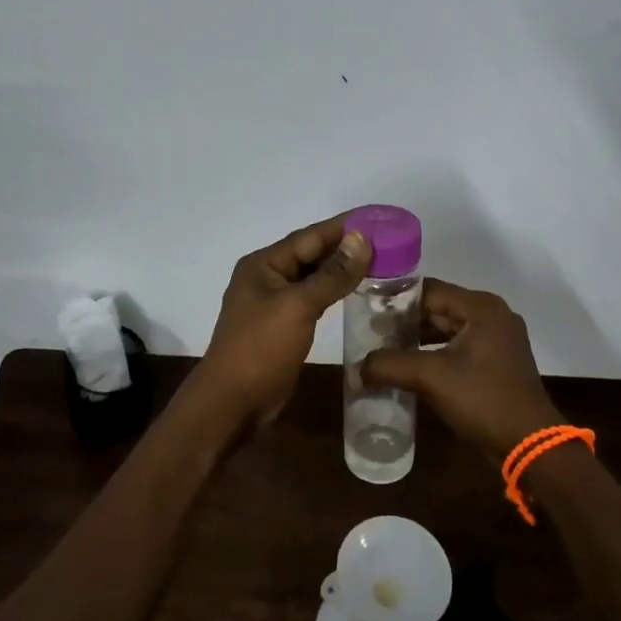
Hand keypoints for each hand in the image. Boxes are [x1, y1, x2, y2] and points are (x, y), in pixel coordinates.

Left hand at [197, 215, 372, 425]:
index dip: (345, 226)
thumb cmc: (261, 348)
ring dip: (342, 268)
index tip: (378, 217)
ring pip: (313, 276)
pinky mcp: (282, 324)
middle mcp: (267, 276)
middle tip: (388, 239)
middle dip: (346, 246)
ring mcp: (274, 302)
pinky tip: (356, 290)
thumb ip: (332, 274)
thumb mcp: (298, 306)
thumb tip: (362, 239)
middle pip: (311, 253)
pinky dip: (334, 290)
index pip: (310, 236)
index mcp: (264, 264)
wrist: (233, 402)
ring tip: (380, 260)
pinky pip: (313, 297)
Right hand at [360, 279, 558, 459]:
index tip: (366, 311)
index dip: (395, 300)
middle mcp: (492, 315)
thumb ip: (389, 365)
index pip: (428, 290)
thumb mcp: (431, 378)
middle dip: (404, 322)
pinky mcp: (497, 362)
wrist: (529, 445)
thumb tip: (356, 369)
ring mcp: (497, 339)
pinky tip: (409, 368)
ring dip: (417, 339)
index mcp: (481, 307)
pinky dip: (434, 353)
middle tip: (370, 333)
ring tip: (384, 350)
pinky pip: (457, 347)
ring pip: (446, 329)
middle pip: (437, 308)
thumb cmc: (483, 400)